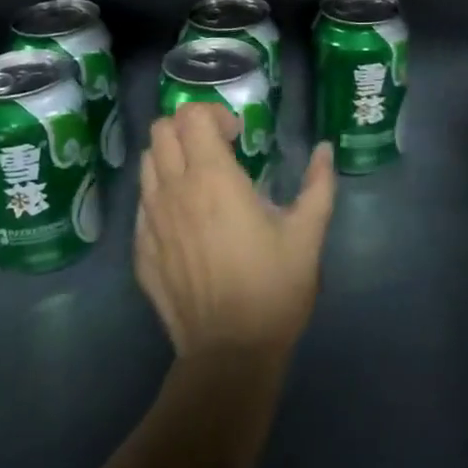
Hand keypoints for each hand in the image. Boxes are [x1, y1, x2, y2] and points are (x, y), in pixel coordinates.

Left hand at [135, 102, 336, 361]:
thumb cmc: (273, 288)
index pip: (190, 116)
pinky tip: (187, 219)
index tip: (238, 136)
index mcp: (213, 178)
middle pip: (161, 131)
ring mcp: (151, 221)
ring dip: (172, 158)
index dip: (213, 114)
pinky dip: (160, 193)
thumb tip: (326, 149)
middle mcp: (174, 191)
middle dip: (189, 128)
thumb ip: (318, 184)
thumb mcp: (307, 233)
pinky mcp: (141, 251)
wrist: (229, 354)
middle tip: (219, 150)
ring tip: (201, 181)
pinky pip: (142, 202)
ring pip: (146, 163)